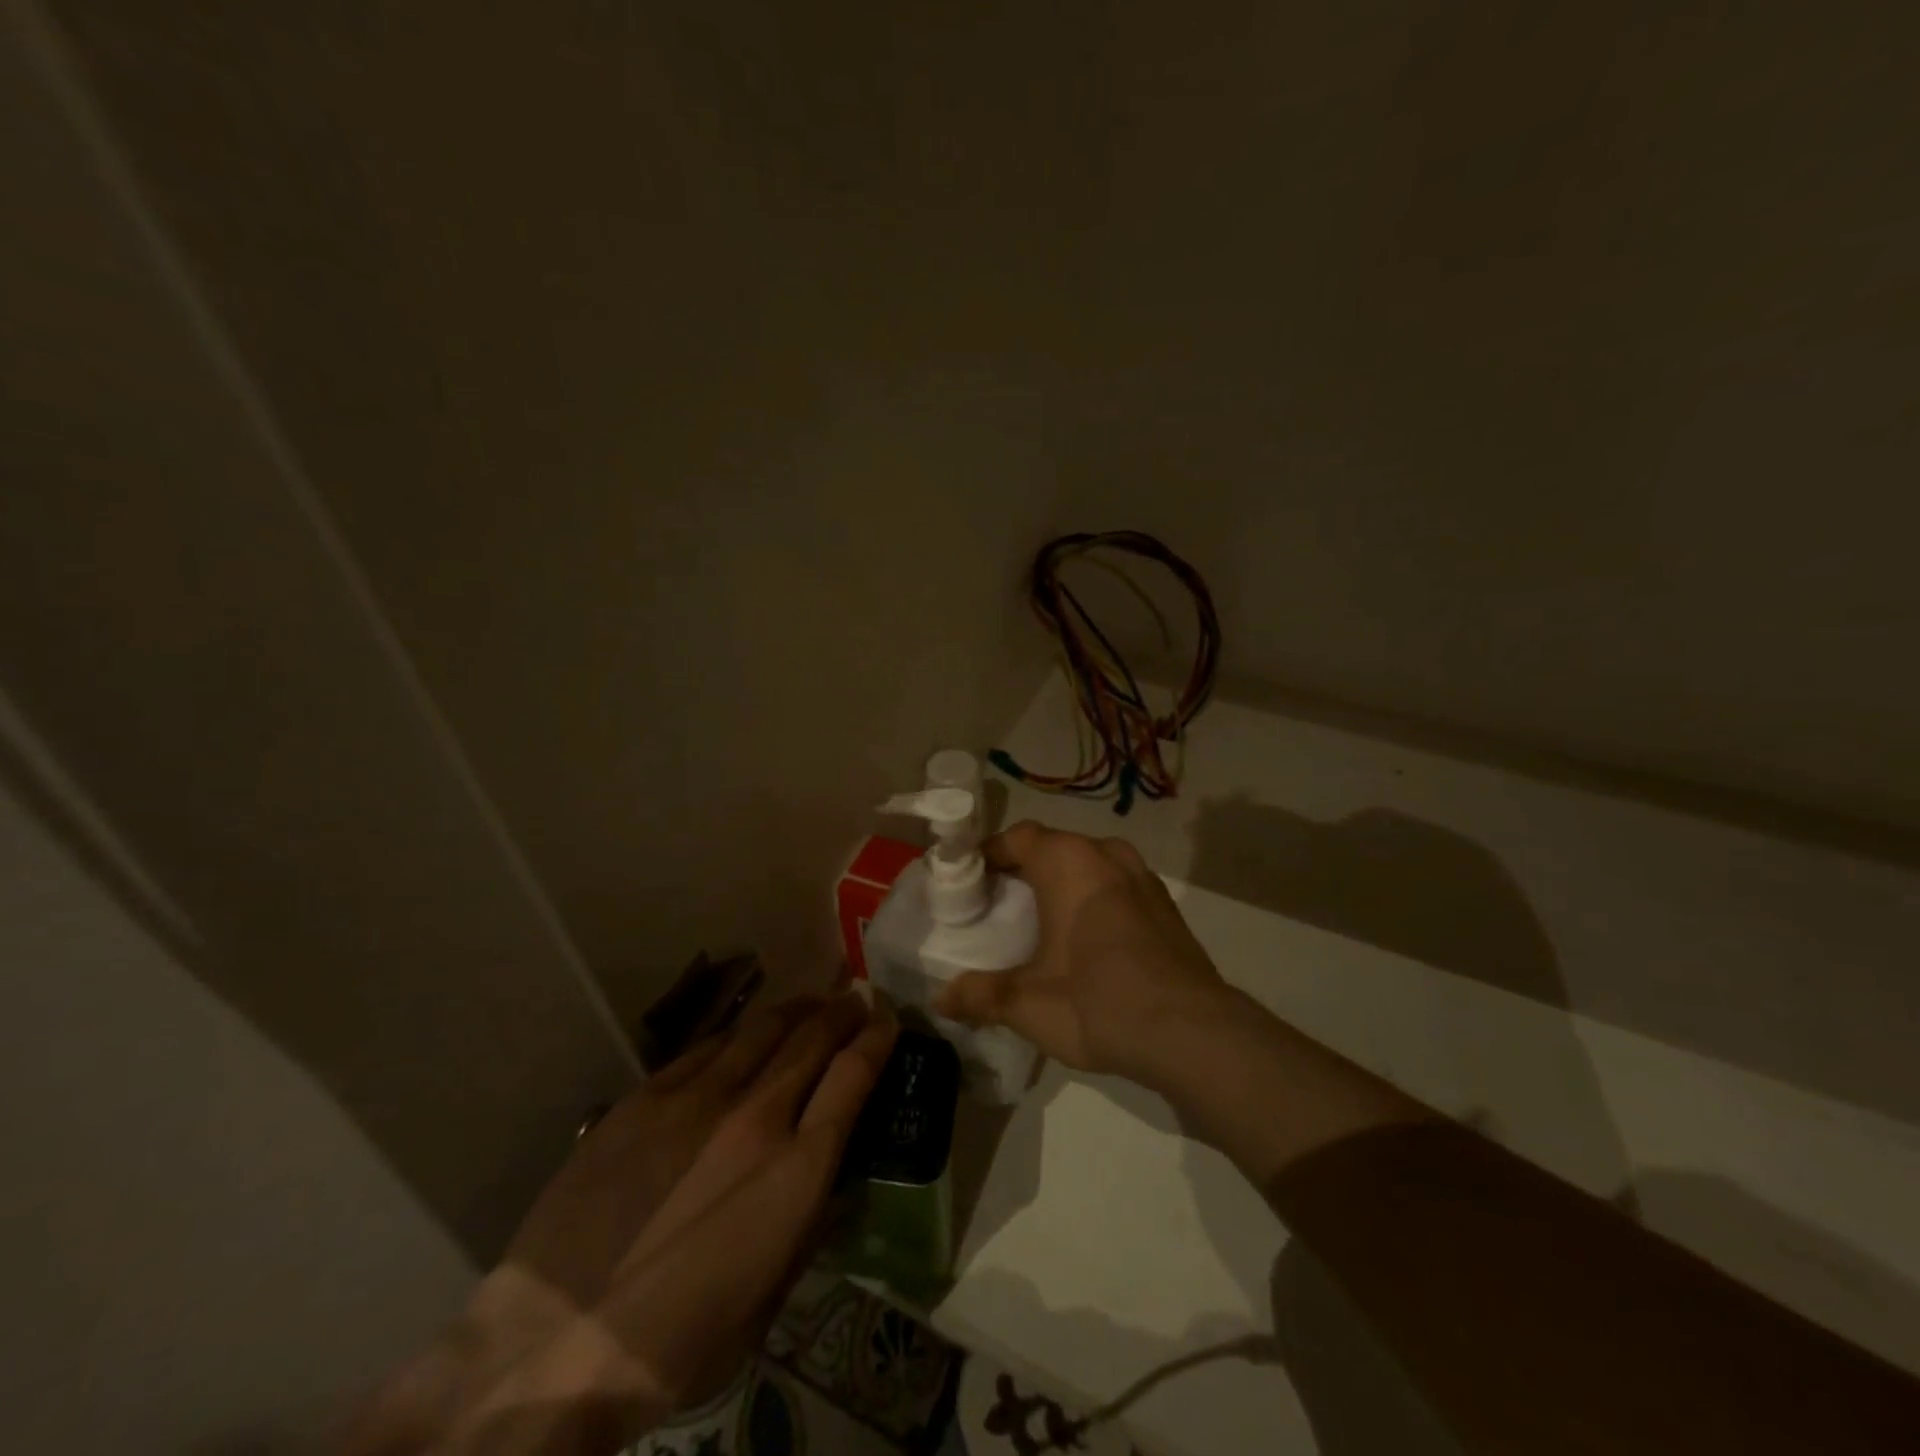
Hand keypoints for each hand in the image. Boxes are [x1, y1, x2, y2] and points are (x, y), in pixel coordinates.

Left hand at [343, 995, 894, 1455]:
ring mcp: (696, 1099)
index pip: (854, 1076)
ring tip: (808, 1004)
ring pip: (762, 1029)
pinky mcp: (645, 1097)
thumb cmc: (675, 1343)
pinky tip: (741, 1038)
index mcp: (796, 1170)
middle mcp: (755, 1116)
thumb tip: (828, 1172)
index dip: (877, 1039)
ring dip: (795, 1011)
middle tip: (855, 1000)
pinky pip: (706, 1047)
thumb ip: (808, 1219)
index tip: (887, 1021)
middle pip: (812, 1037)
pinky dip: (737, 1036)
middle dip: (842, 1012)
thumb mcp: (769, 1295)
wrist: (552, 1346)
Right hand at [936, 822, 1227, 1082]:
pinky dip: (1095, 900)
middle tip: (999, 903)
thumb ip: (980, 996)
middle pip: (1054, 848)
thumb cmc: (1096, 1001)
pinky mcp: (1166, 906)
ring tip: (1043, 921)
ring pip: (1090, 865)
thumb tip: (940, 1000)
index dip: (989, 855)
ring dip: (1064, 883)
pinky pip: (1118, 887)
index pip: (1017, 838)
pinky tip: (1089, 941)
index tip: (969, 881)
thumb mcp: (1027, 1003)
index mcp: (1068, 861)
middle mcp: (1106, 854)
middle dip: (1025, 870)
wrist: (1191, 1033)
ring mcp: (1143, 878)